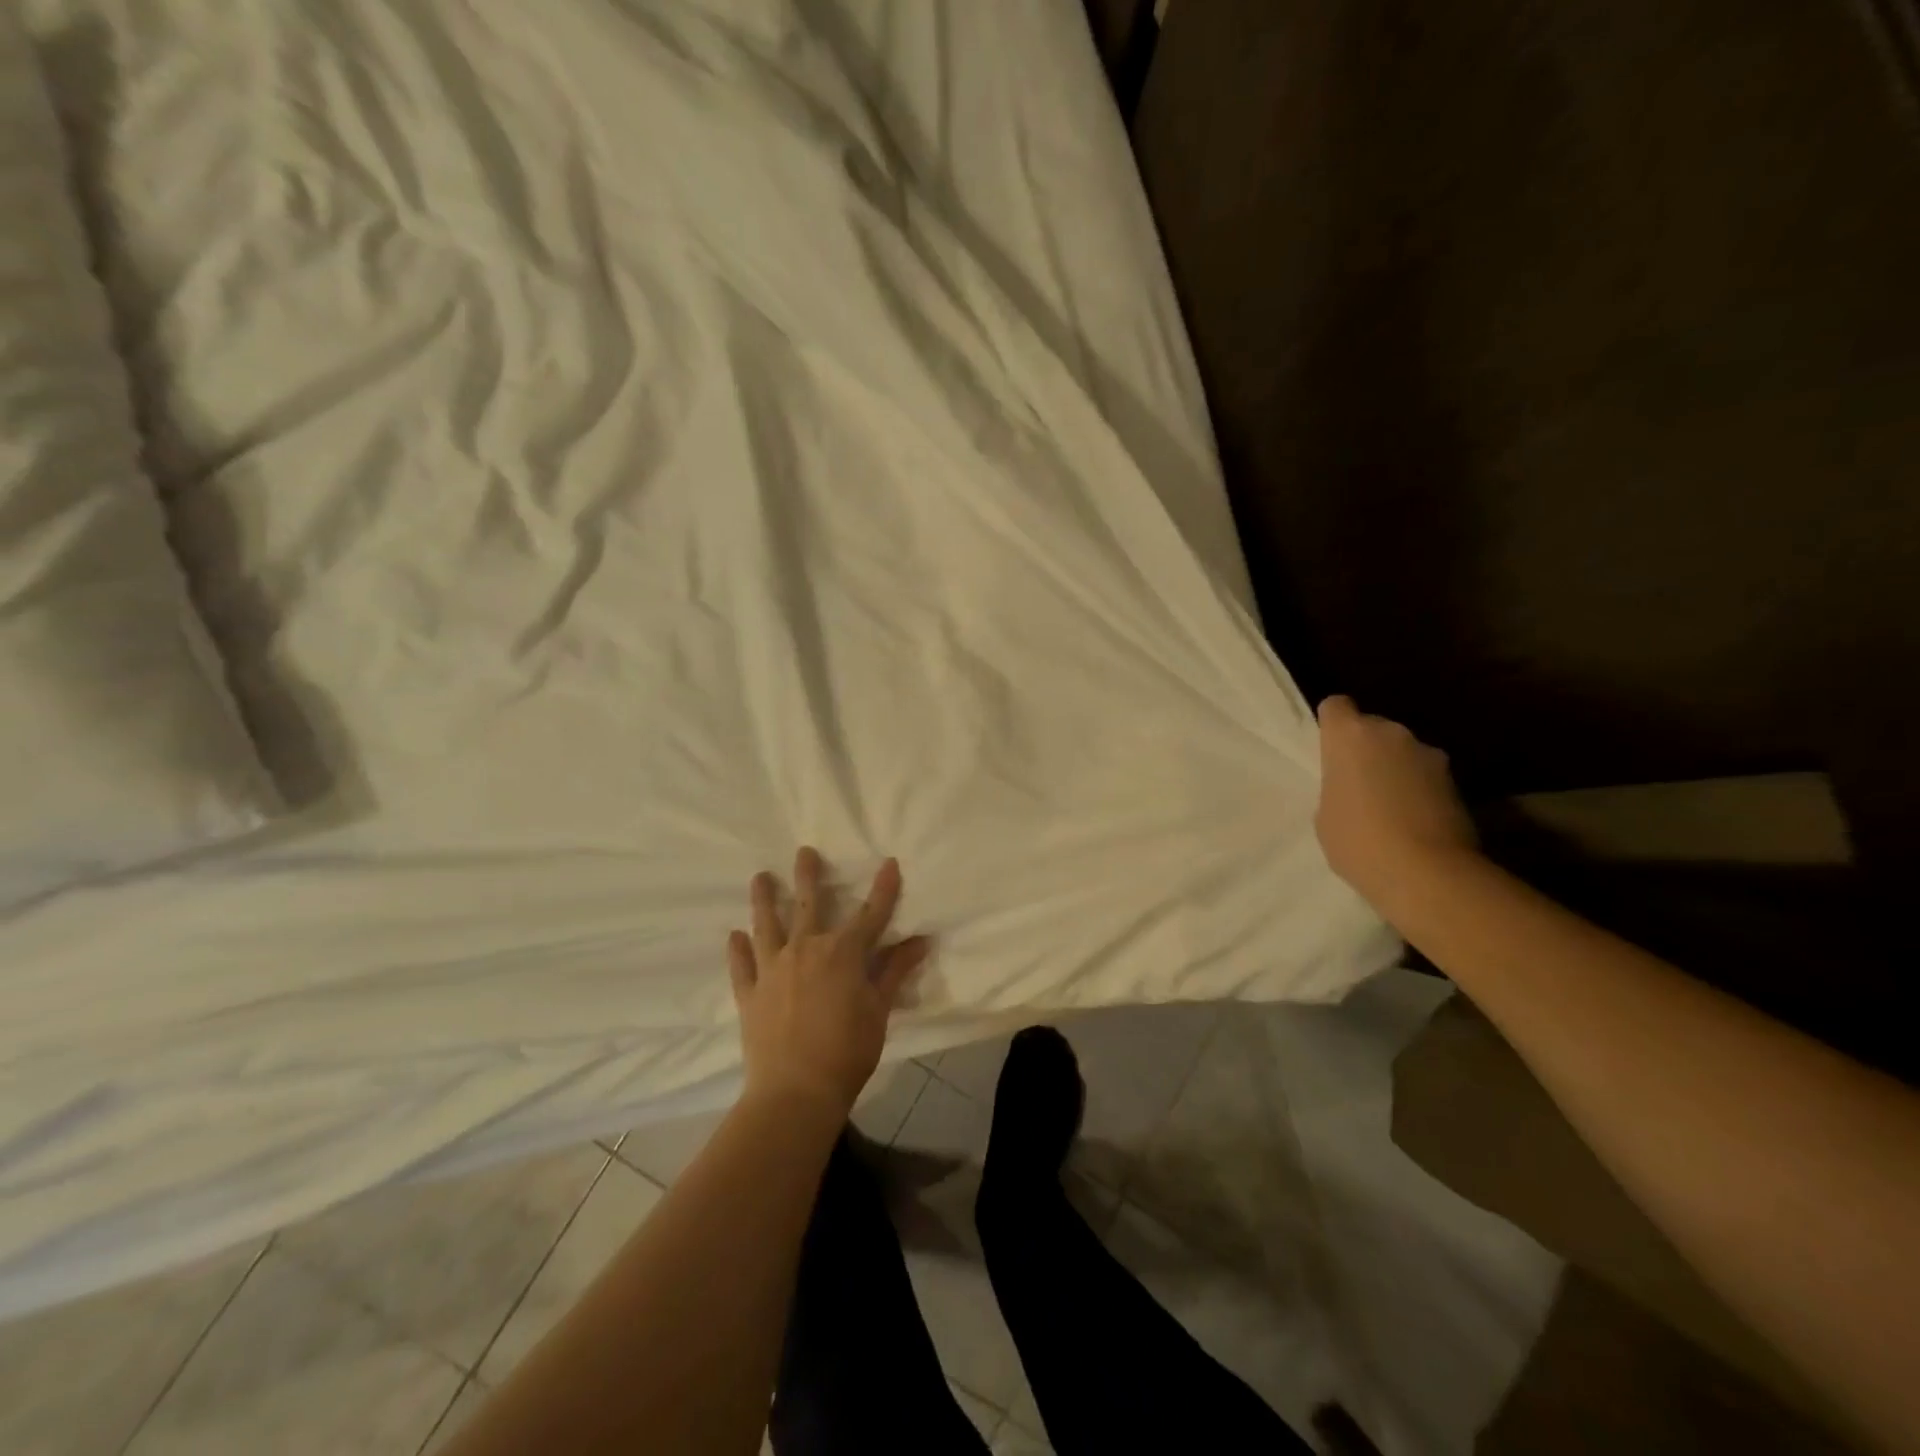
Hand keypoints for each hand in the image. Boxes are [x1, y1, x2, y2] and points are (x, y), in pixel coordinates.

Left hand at [727, 847, 930, 1117]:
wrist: (795, 1092)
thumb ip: (895, 971)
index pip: (870, 914)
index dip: (883, 888)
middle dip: (808, 875)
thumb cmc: (848, 1051)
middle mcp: (805, 949)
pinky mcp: (750, 993)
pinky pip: (741, 965)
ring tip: (759, 877)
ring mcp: (773, 970)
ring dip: (763, 900)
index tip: (889, 863)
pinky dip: (737, 949)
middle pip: (808, 905)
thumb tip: (920, 940)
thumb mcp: (879, 1010)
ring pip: (767, 925)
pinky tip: (734, 936)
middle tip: (804, 851)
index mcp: (842, 952)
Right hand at [1315, 695, 1477, 913]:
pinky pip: (1426, 776)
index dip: (1331, 724)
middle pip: (1372, 728)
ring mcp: (1429, 754)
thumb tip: (1357, 788)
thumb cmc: (1358, 841)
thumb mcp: (1326, 814)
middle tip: (1357, 783)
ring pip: (1403, 752)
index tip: (1328, 749)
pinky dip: (1419, 790)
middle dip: (1366, 749)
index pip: (1337, 706)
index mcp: (1350, 736)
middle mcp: (1392, 733)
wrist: (1428, 873)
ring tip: (1389, 806)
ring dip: (1395, 768)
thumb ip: (1337, 788)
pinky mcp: (1457, 781)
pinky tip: (1413, 821)